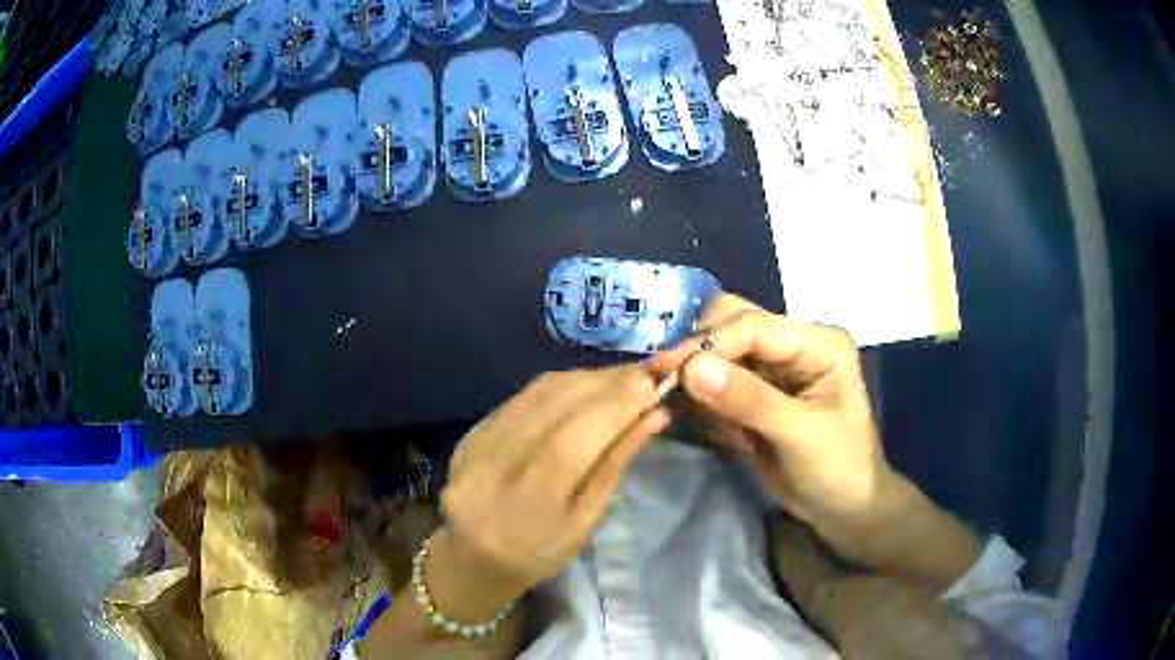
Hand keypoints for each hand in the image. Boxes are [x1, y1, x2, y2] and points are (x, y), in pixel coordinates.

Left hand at [434, 365, 669, 620]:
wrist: (475, 555)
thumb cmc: (540, 552)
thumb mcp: (585, 522)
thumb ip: (614, 465)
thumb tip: (653, 417)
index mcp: (529, 500)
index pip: (578, 436)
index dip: (618, 405)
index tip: (655, 385)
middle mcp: (498, 461)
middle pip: (558, 405)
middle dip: (608, 384)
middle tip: (647, 375)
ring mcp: (480, 440)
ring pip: (541, 392)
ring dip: (587, 378)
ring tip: (623, 377)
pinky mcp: (474, 428)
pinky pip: (524, 395)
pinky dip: (561, 384)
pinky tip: (586, 384)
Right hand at [650, 294, 980, 586]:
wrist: (845, 508)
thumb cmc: (838, 469)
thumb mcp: (800, 435)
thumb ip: (749, 400)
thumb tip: (691, 369)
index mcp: (818, 342)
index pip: (753, 326)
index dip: (707, 343)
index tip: (664, 370)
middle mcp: (796, 342)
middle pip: (733, 321)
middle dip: (699, 349)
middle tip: (666, 383)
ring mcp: (777, 365)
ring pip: (721, 347)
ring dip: (696, 370)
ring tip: (672, 398)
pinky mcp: (760, 389)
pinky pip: (720, 376)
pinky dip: (701, 391)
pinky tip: (691, 411)